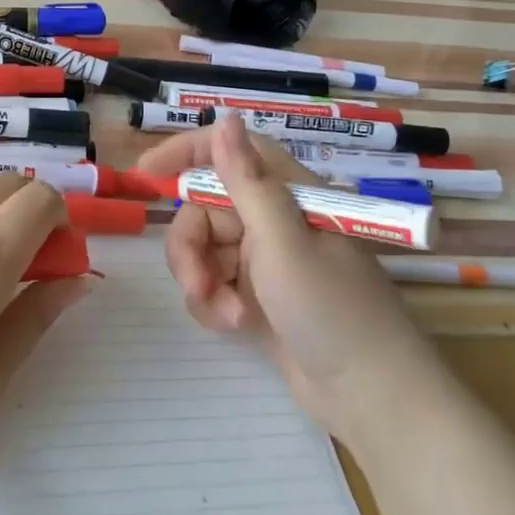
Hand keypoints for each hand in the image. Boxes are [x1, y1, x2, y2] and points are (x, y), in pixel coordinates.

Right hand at [138, 115, 425, 432]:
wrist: (369, 397)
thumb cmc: (331, 308)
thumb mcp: (283, 241)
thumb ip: (247, 181)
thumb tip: (226, 117)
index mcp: (287, 194)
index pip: (230, 152)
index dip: (186, 153)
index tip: (146, 175)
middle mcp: (273, 219)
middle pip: (204, 209)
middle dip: (190, 247)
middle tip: (197, 283)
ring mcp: (265, 259)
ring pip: (203, 249)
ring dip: (202, 281)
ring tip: (227, 315)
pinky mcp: (257, 294)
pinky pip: (213, 282)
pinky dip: (213, 302)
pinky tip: (233, 326)